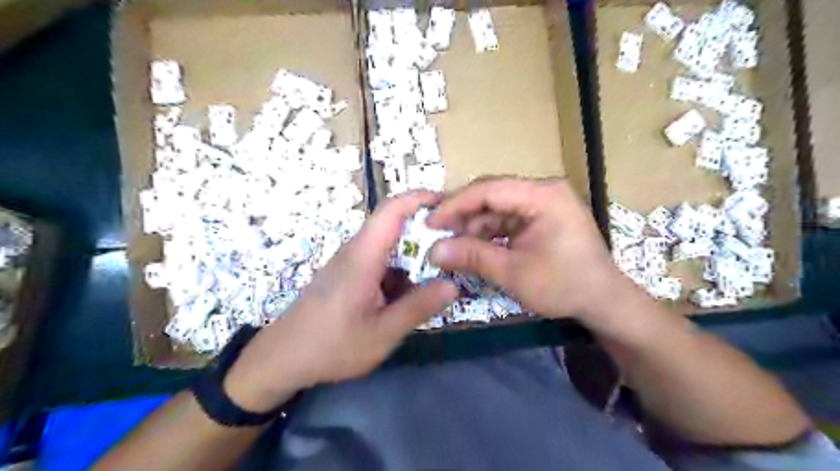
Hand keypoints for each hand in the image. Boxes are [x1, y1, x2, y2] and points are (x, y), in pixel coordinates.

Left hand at [227, 192, 455, 412]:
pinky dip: (402, 269)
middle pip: (395, 225)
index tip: (450, 205)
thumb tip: (453, 285)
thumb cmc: (331, 346)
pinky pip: (381, 261)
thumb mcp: (382, 333)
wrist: (282, 358)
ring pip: (390, 245)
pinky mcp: (349, 275)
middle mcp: (356, 251)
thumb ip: (418, 307)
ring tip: (443, 269)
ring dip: (415, 252)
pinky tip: (414, 291)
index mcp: (363, 256)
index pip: (392, 209)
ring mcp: (351, 262)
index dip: (421, 198)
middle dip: (427, 229)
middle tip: (457, 244)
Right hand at [427, 177, 621, 319]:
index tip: (430, 222)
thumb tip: (433, 251)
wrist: (604, 302)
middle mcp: (542, 191)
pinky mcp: (541, 218)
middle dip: (463, 216)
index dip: (455, 204)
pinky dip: (488, 234)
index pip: (488, 189)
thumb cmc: (564, 286)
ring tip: (452, 246)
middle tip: (436, 235)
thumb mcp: (513, 273)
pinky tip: (473, 248)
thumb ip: (472, 257)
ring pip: (496, 208)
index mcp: (542, 195)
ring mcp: (543, 204)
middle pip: (492, 195)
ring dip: (474, 227)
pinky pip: (507, 220)